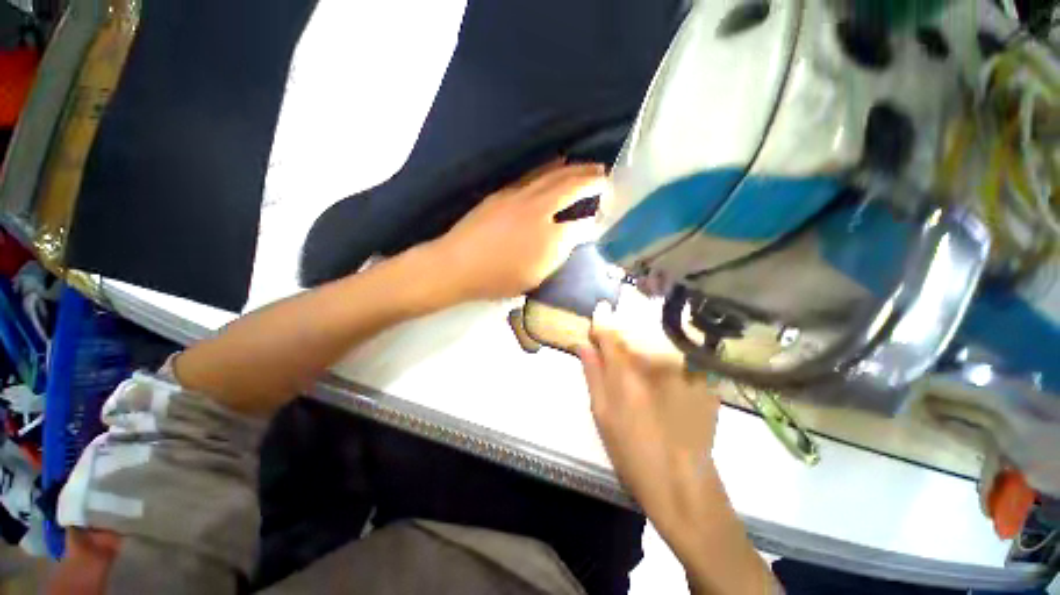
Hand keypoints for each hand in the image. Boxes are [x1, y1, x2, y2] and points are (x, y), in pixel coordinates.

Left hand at [431, 161, 605, 301]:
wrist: (457, 264)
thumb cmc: (497, 278)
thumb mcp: (534, 276)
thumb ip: (558, 254)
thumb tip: (573, 234)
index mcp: (549, 236)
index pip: (581, 222)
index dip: (594, 215)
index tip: (604, 209)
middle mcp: (538, 209)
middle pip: (570, 185)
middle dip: (590, 177)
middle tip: (604, 173)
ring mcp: (518, 196)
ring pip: (552, 174)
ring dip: (572, 168)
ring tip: (587, 165)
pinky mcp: (503, 193)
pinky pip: (533, 175)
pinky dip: (550, 168)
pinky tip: (555, 166)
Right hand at [579, 306, 720, 514]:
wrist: (682, 482)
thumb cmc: (632, 450)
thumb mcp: (602, 414)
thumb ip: (593, 374)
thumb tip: (583, 344)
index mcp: (626, 372)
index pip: (610, 332)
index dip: (603, 318)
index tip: (601, 308)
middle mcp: (656, 363)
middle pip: (638, 329)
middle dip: (627, 323)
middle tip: (622, 327)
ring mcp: (685, 369)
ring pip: (662, 337)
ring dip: (650, 334)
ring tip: (647, 343)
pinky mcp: (705, 379)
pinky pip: (685, 353)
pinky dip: (674, 351)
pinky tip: (672, 364)